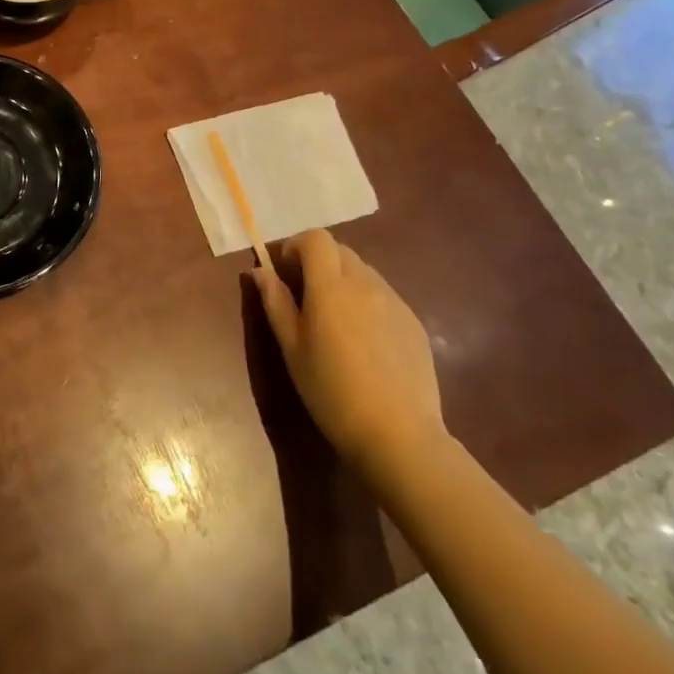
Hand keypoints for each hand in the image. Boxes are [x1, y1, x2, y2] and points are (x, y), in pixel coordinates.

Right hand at [251, 230, 447, 475]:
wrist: (398, 435)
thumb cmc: (331, 391)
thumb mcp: (292, 348)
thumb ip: (275, 302)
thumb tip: (260, 271)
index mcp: (331, 287)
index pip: (316, 238)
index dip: (296, 246)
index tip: (285, 272)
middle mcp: (366, 284)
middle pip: (340, 251)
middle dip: (318, 262)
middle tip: (305, 297)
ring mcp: (395, 302)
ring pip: (364, 272)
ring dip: (343, 282)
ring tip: (335, 322)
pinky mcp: (414, 322)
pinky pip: (384, 296)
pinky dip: (366, 303)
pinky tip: (364, 343)